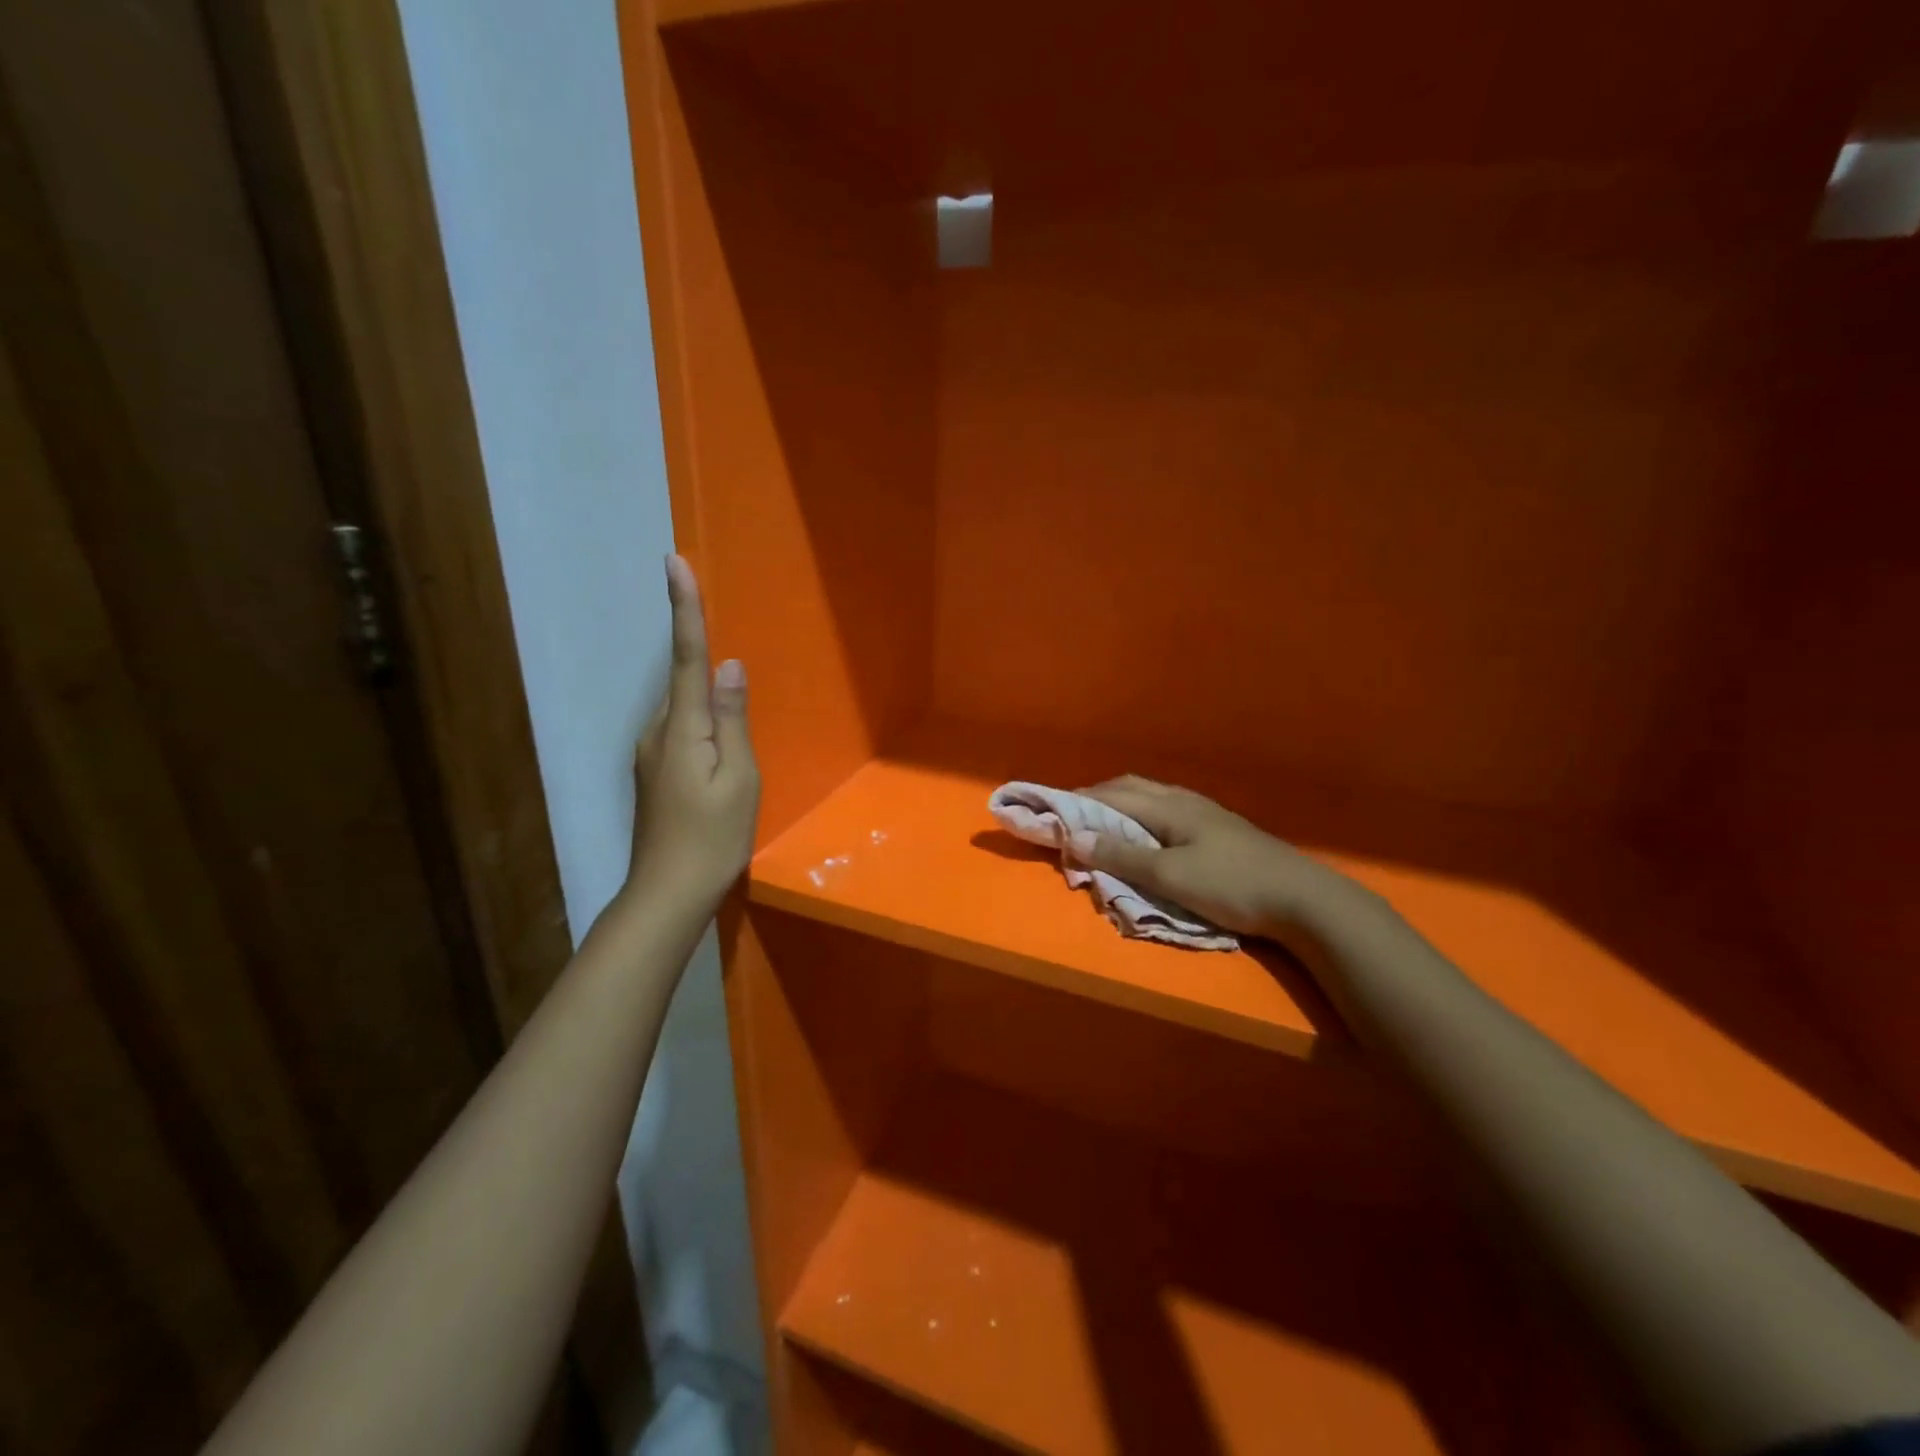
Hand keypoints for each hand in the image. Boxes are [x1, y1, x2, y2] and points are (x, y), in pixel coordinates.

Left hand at [627, 555, 759, 909]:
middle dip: (701, 660)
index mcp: (682, 728)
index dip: (683, 608)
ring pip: (685, 712)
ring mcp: (651, 755)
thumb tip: (730, 667)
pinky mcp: (655, 774)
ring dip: (708, 707)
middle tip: (726, 671)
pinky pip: (683, 733)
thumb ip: (732, 719)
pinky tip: (721, 758)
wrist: (667, 894)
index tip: (674, 562)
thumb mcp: (739, 778)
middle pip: (684, 683)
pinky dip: (702, 728)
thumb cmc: (713, 838)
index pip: (686, 656)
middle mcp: (658, 732)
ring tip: (733, 737)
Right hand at [1070, 777, 1386, 944]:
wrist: (1303, 900)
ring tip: (1102, 825)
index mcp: (1168, 805)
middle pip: (1130, 788)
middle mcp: (1183, 800)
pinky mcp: (1218, 830)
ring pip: (1150, 798)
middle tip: (1071, 816)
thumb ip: (1122, 856)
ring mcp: (1204, 813)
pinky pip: (1166, 811)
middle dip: (1096, 798)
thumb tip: (1076, 837)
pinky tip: (1146, 835)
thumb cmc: (1232, 885)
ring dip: (1120, 806)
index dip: (1076, 801)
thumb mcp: (1170, 876)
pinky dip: (1141, 818)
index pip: (1110, 795)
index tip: (1048, 809)